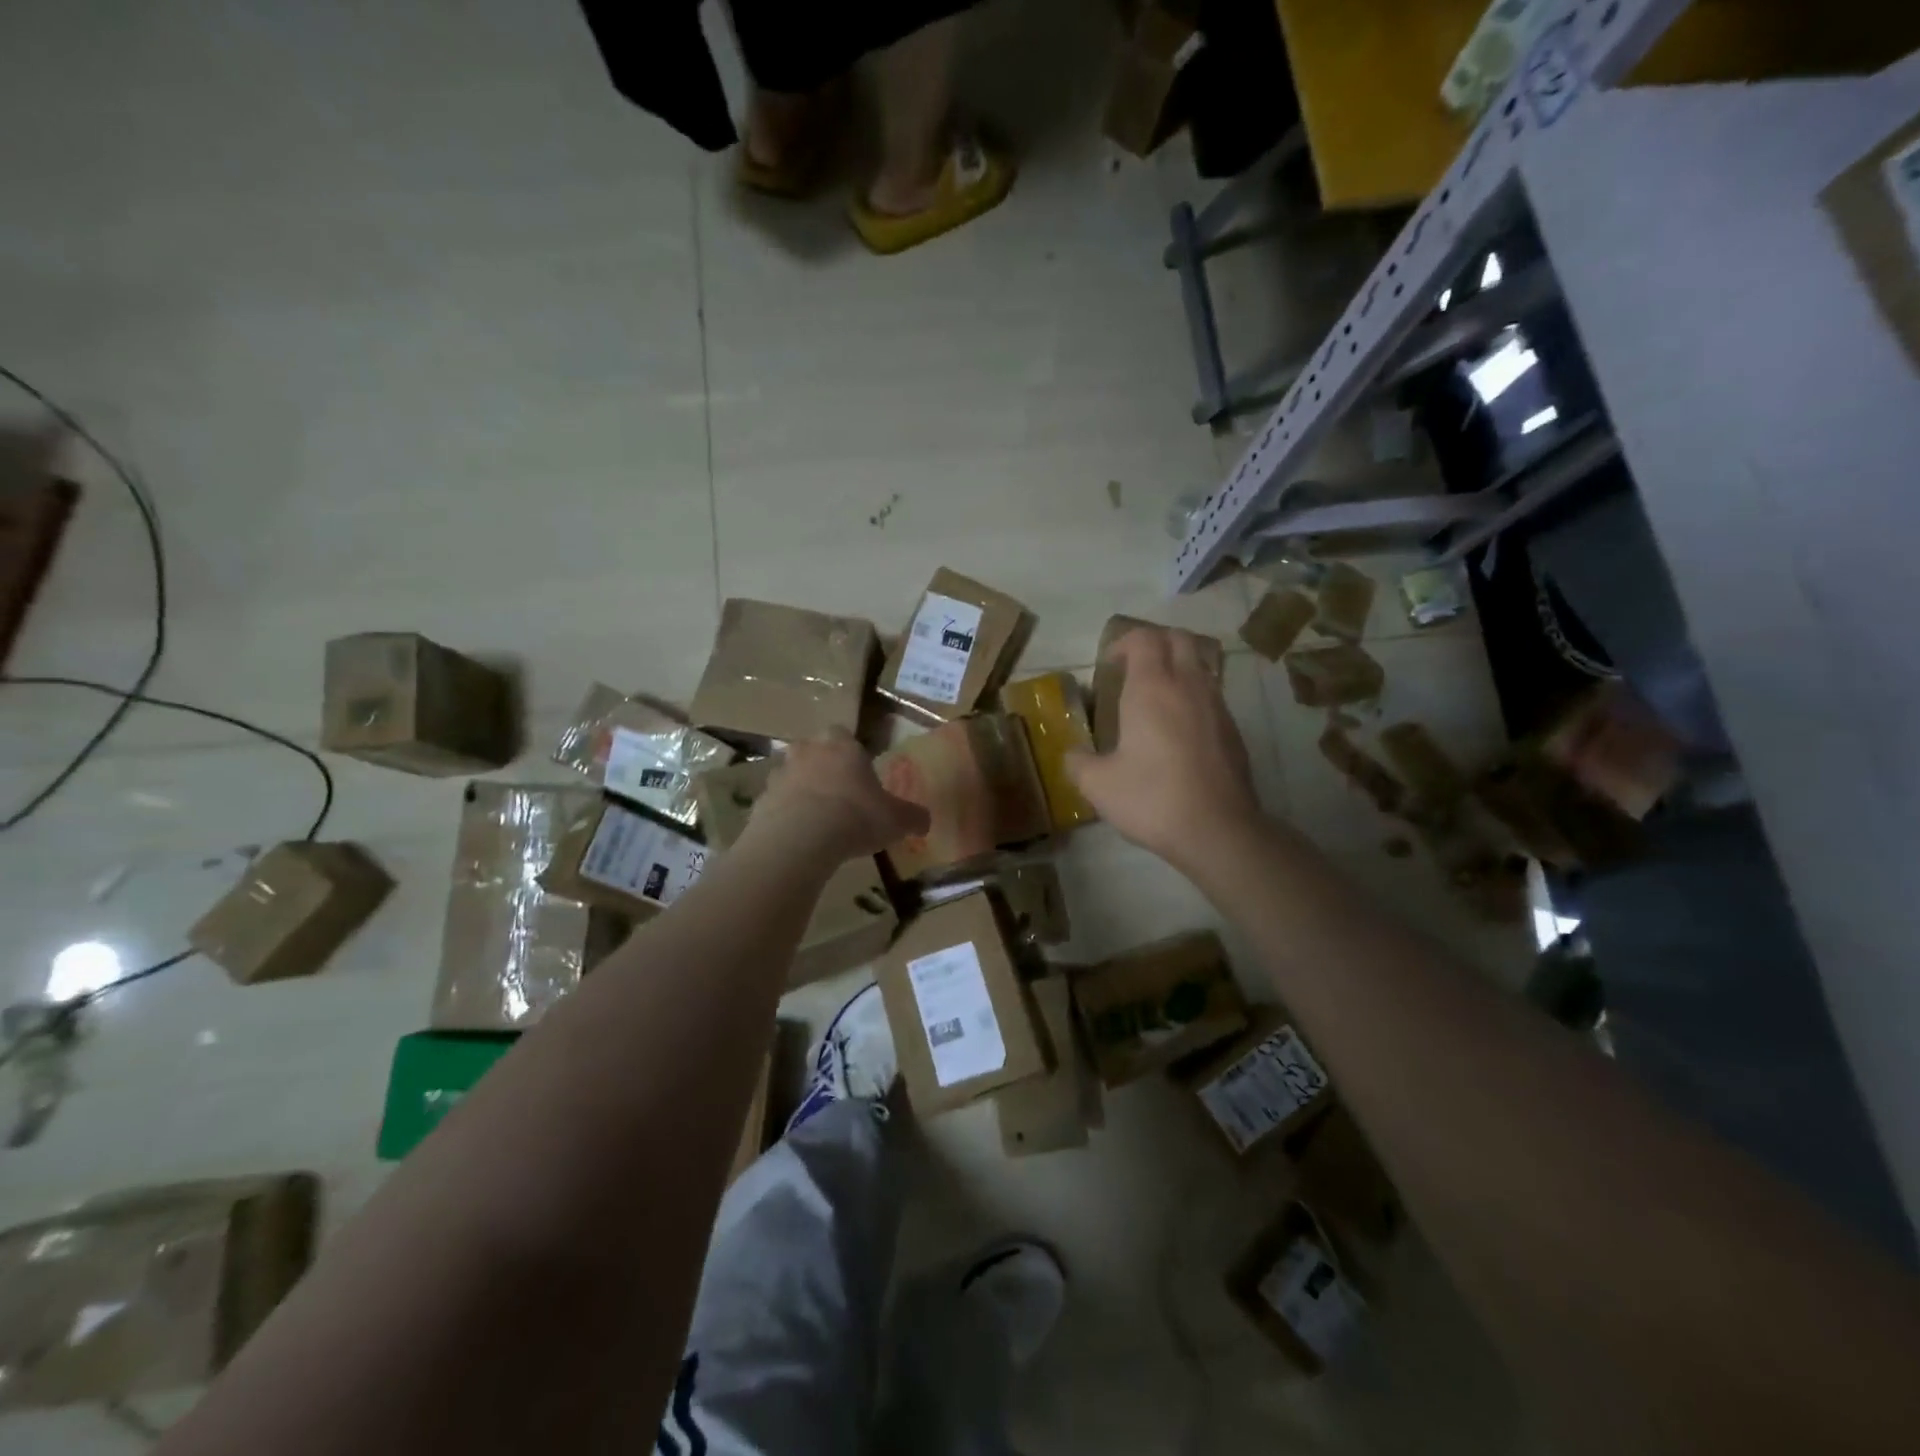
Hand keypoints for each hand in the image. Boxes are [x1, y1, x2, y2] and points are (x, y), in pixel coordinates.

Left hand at [748, 729, 930, 860]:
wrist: (799, 838)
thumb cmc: (855, 817)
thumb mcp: (896, 820)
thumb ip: (912, 817)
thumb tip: (925, 821)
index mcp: (842, 746)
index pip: (843, 734)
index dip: (850, 752)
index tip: (858, 774)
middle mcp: (807, 752)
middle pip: (812, 750)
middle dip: (822, 767)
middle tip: (837, 794)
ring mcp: (779, 775)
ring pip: (790, 775)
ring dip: (800, 790)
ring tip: (815, 819)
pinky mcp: (759, 801)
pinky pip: (775, 804)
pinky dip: (784, 816)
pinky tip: (797, 838)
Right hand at [1066, 627, 1261, 869]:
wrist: (1217, 830)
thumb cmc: (1152, 798)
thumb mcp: (1098, 785)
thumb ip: (1078, 763)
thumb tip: (1072, 755)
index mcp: (1152, 688)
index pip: (1144, 638)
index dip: (1124, 642)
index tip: (1108, 664)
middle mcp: (1188, 686)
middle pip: (1179, 638)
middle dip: (1155, 643)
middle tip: (1134, 667)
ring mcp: (1217, 706)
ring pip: (1200, 665)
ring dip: (1178, 667)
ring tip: (1157, 696)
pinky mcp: (1234, 730)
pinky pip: (1212, 694)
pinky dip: (1193, 695)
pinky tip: (1179, 728)